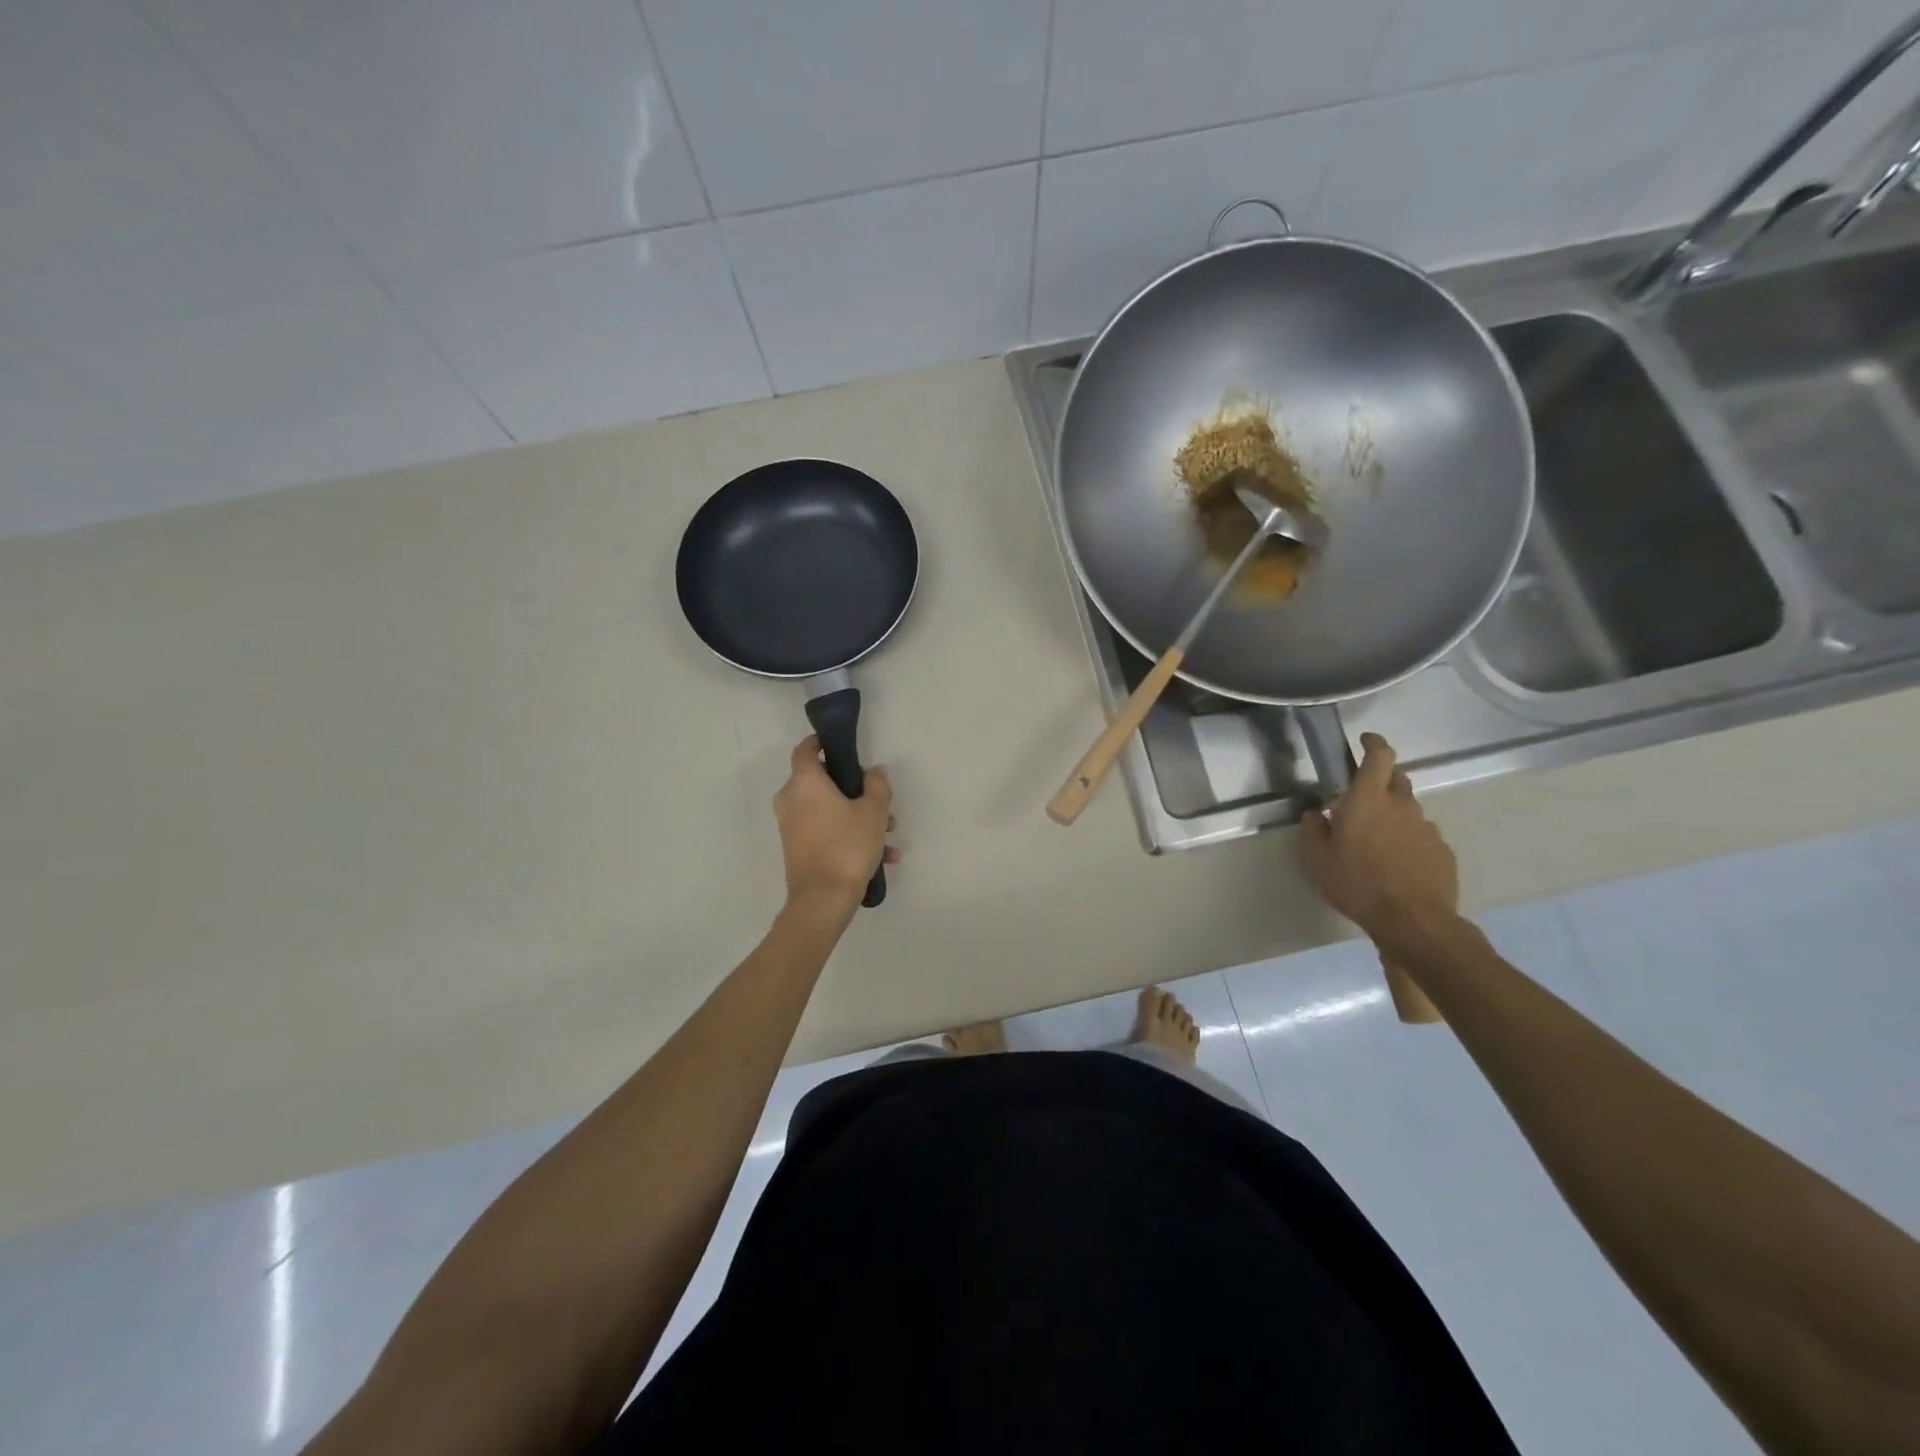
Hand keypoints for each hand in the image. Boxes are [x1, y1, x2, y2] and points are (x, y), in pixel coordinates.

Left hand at [774, 735, 898, 911]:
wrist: (823, 899)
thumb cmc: (848, 845)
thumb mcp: (874, 811)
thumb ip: (877, 785)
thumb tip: (874, 772)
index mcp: (805, 782)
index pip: (806, 749)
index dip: (822, 743)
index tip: (843, 747)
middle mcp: (791, 799)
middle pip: (823, 781)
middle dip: (856, 790)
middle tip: (882, 802)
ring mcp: (791, 825)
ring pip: (828, 809)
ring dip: (858, 816)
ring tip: (889, 836)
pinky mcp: (796, 847)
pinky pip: (825, 830)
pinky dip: (848, 835)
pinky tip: (881, 856)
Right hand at [1299, 733, 1457, 939]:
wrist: (1413, 922)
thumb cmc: (1356, 884)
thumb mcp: (1316, 860)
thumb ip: (1312, 830)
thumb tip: (1316, 814)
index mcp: (1367, 800)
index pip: (1379, 756)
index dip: (1373, 743)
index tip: (1365, 740)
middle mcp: (1401, 806)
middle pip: (1396, 779)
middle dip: (1380, 781)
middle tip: (1361, 801)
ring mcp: (1426, 827)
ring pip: (1408, 810)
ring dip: (1393, 817)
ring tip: (1377, 843)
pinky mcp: (1442, 851)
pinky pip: (1421, 836)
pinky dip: (1408, 841)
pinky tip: (1397, 865)